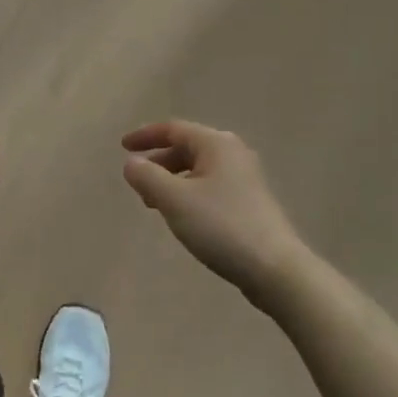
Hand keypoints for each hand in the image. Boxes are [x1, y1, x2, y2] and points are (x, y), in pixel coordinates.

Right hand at [122, 121, 310, 310]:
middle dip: (158, 161)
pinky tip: (183, 216)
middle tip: (137, 181)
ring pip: (198, 169)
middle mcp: (233, 153)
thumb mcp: (174, 200)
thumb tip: (131, 163)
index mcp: (216, 143)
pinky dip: (189, 192)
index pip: (173, 129)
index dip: (145, 135)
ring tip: (154, 203)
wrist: (275, 268)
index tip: (122, 146)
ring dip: (172, 180)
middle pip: (187, 147)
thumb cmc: (221, 226)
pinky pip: (210, 186)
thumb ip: (147, 177)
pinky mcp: (250, 201)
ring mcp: (245, 178)